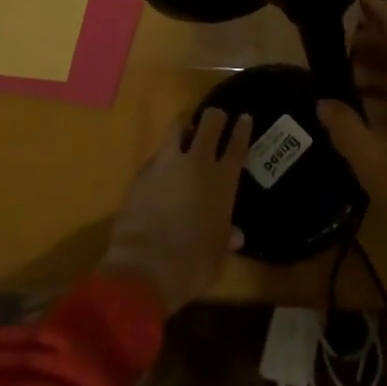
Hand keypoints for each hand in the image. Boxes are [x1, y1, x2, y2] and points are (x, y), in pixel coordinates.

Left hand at [100, 108, 252, 314]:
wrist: (146, 267)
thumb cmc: (194, 263)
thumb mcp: (218, 253)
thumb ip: (226, 236)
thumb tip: (235, 236)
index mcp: (223, 180)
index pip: (237, 144)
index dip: (242, 129)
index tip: (244, 117)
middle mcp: (198, 163)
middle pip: (210, 123)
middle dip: (214, 117)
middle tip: (215, 120)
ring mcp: (167, 164)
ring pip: (176, 127)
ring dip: (183, 129)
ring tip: (184, 136)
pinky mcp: (142, 173)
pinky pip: (156, 156)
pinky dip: (161, 160)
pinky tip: (160, 173)